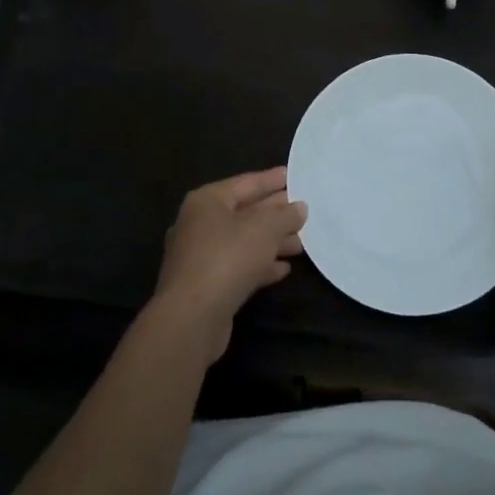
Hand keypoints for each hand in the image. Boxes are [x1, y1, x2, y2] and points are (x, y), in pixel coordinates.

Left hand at [149, 168, 306, 363]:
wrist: (191, 318)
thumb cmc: (227, 258)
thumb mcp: (264, 229)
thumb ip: (285, 215)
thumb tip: (299, 208)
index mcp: (207, 200)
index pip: (245, 182)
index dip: (271, 179)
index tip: (292, 176)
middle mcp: (199, 224)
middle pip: (244, 212)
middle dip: (275, 214)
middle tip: (303, 212)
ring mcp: (200, 257)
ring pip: (242, 242)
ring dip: (271, 242)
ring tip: (300, 244)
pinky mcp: (205, 286)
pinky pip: (237, 267)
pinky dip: (260, 265)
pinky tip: (283, 269)